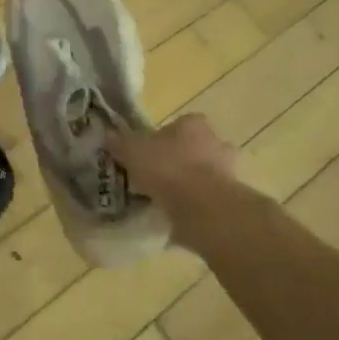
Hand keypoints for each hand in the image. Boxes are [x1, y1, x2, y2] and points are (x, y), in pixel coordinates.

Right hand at [107, 114, 237, 204]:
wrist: (204, 208)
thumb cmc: (168, 169)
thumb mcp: (133, 151)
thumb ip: (120, 143)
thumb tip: (108, 136)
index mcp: (193, 124)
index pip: (177, 125)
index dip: (160, 138)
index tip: (146, 154)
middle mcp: (216, 142)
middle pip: (192, 148)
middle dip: (177, 160)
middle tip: (154, 177)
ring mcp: (227, 171)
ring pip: (202, 173)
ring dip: (187, 184)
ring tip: (163, 199)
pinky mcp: (230, 199)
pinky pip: (206, 198)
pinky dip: (194, 204)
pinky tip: (176, 215)